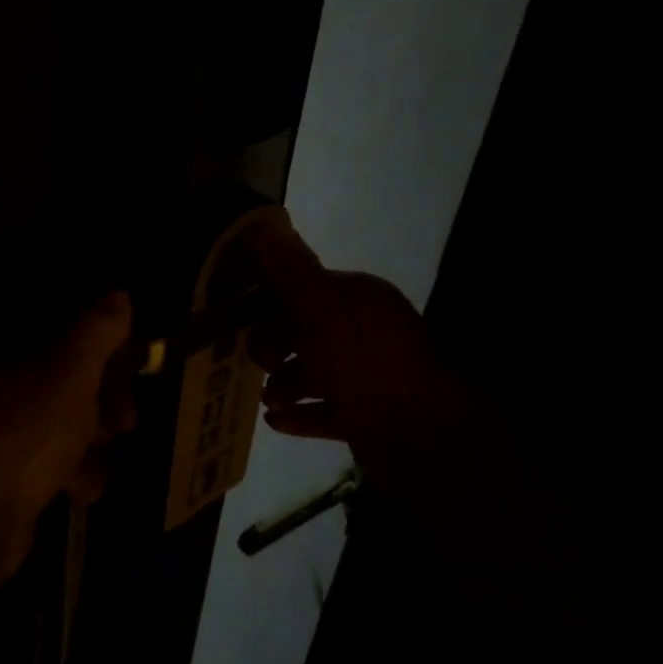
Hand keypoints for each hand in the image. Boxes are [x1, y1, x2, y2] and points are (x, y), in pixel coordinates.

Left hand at [0, 292, 134, 595]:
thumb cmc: (29, 434)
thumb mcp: (72, 374)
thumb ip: (97, 332)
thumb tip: (119, 294)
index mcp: (13, 353)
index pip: (67, 334)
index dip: (104, 348)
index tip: (131, 367)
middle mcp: (4, 385)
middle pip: (69, 379)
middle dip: (104, 399)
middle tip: (126, 421)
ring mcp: (4, 430)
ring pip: (64, 422)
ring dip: (92, 441)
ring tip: (100, 459)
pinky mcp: (8, 472)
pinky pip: (52, 461)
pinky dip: (73, 472)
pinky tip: (83, 489)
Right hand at [242, 220, 472, 497]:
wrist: (421, 437)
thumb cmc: (362, 365)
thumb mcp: (319, 310)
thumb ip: (289, 272)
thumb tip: (262, 225)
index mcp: (360, 299)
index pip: (306, 288)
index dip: (270, 301)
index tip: (241, 319)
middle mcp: (369, 332)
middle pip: (308, 331)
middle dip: (276, 346)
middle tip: (259, 364)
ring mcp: (373, 376)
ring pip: (316, 372)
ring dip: (285, 384)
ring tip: (268, 401)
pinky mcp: (372, 416)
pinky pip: (328, 409)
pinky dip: (302, 413)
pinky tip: (276, 422)